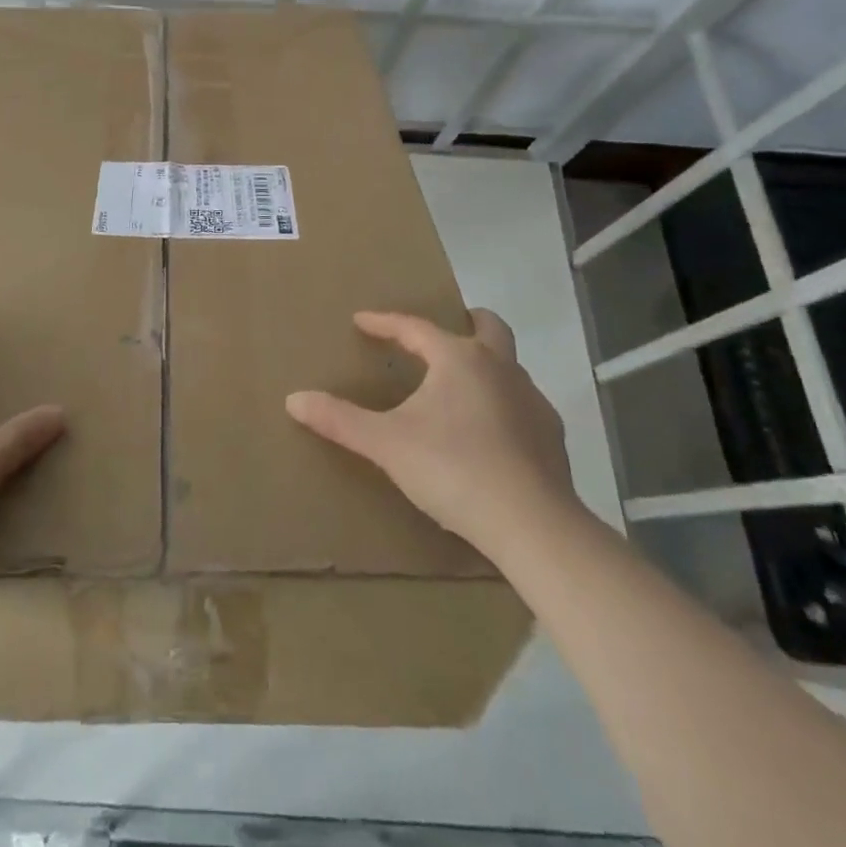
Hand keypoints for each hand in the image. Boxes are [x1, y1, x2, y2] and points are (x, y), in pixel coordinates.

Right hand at [286, 308, 580, 566]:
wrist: (532, 526)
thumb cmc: (452, 468)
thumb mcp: (386, 444)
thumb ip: (340, 420)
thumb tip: (293, 399)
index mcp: (459, 359)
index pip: (415, 327)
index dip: (385, 322)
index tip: (361, 321)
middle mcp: (501, 368)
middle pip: (488, 326)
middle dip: (464, 322)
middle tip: (438, 335)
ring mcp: (532, 401)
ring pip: (508, 366)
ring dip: (484, 366)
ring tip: (457, 389)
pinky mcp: (551, 437)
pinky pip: (522, 404)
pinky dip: (502, 405)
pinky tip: (487, 434)